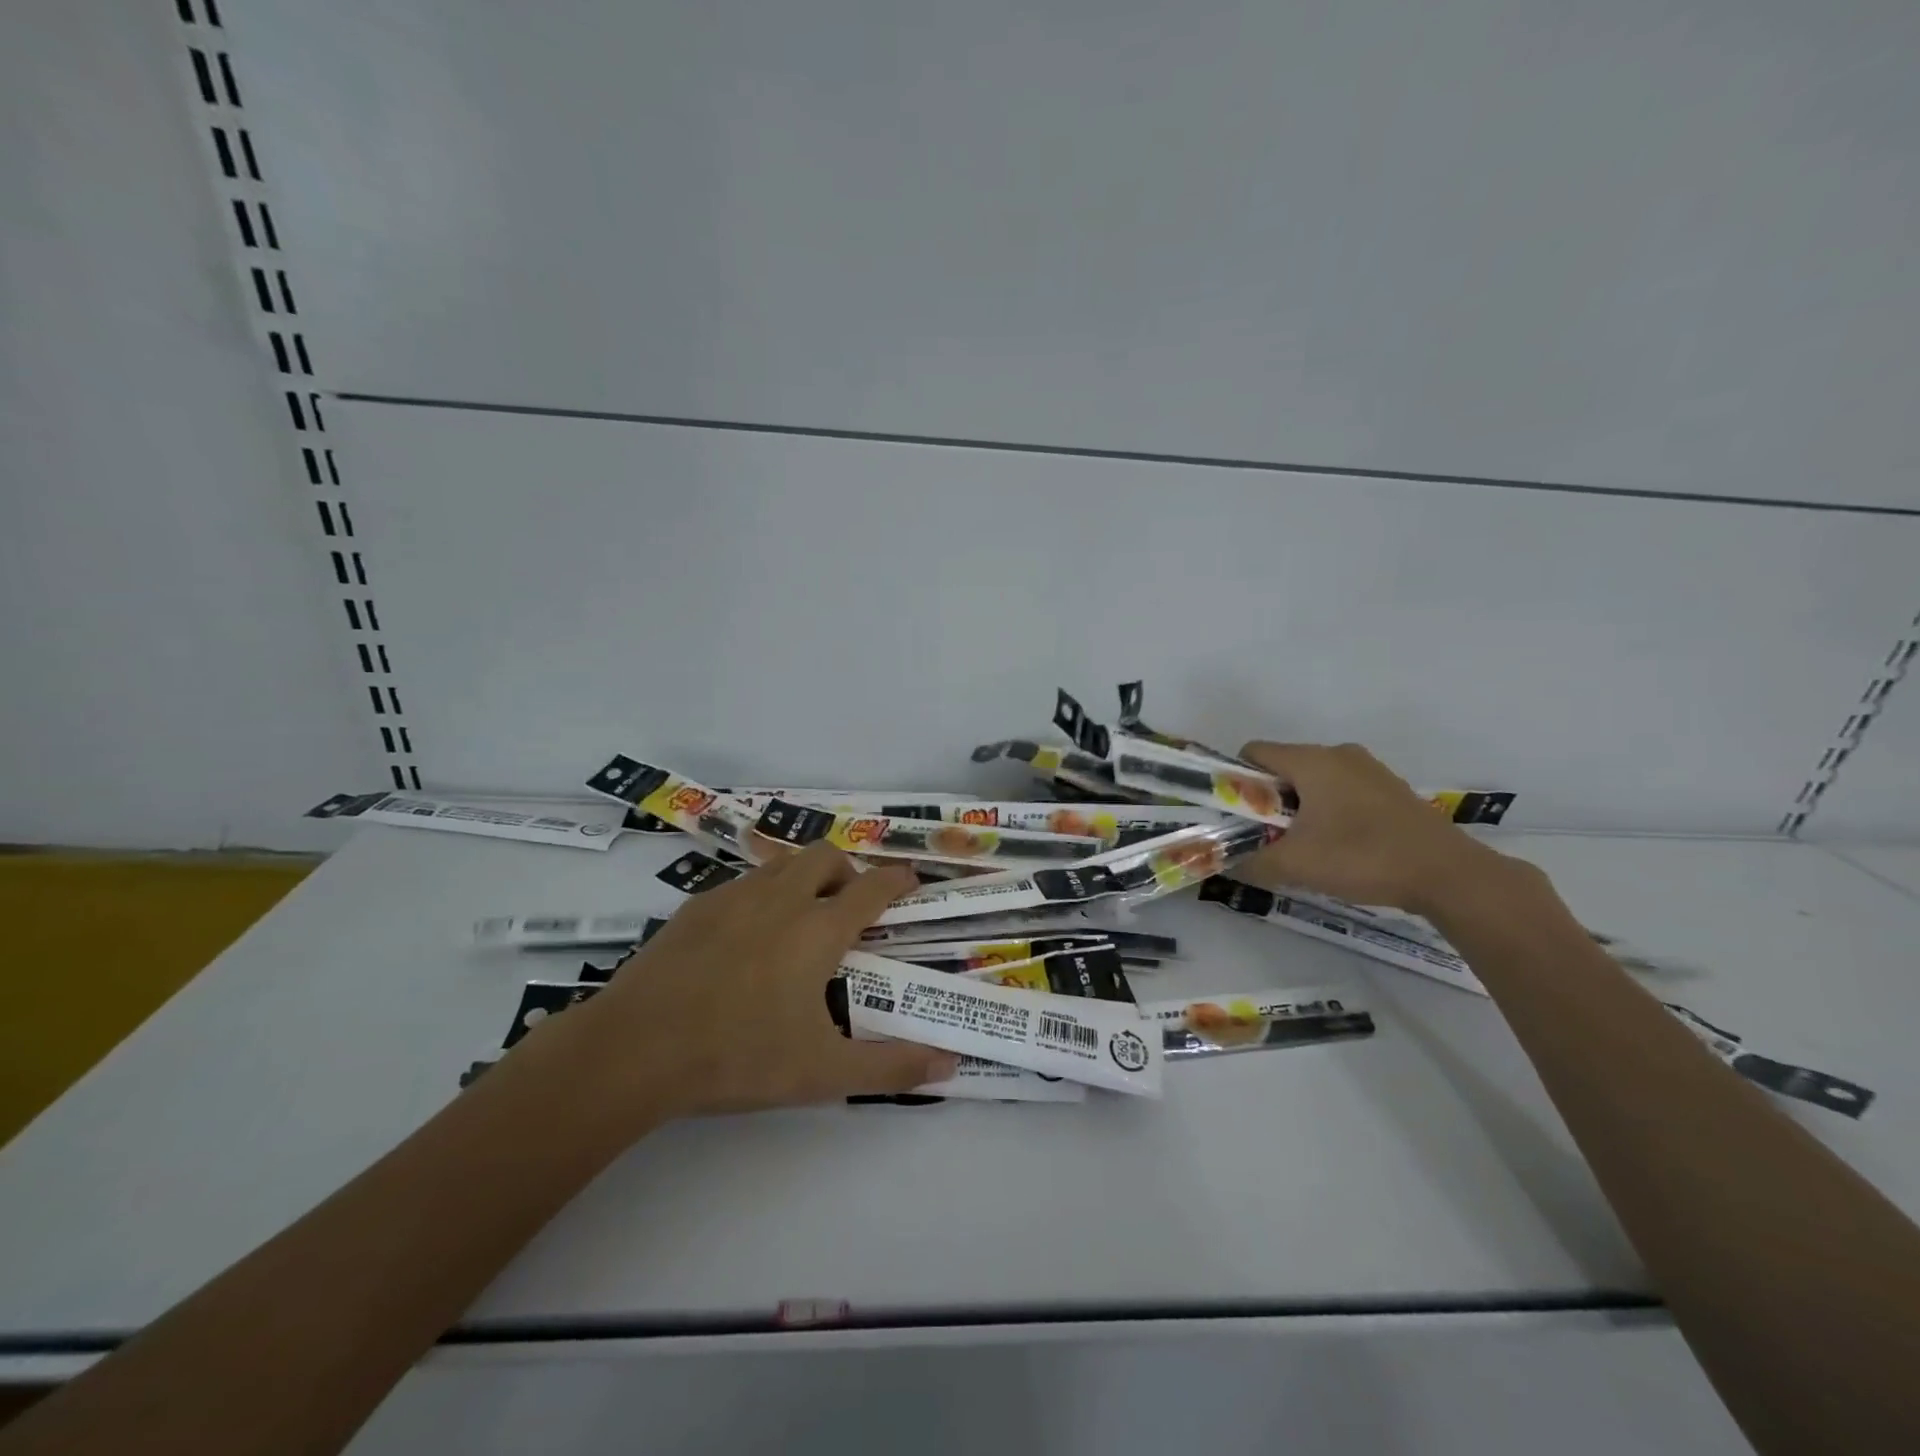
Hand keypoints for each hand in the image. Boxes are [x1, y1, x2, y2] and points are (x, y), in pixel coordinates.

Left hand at [525, 844, 956, 1130]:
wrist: (635, 1049)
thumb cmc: (739, 1056)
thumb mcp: (823, 1072)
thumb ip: (890, 1067)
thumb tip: (949, 1065)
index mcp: (818, 929)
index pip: (872, 888)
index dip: (898, 879)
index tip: (911, 880)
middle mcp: (781, 898)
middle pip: (826, 856)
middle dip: (848, 871)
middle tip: (848, 907)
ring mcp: (734, 897)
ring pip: (782, 863)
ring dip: (804, 876)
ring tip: (800, 916)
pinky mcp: (695, 907)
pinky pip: (742, 883)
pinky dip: (761, 894)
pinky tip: (745, 936)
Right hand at [1235, 741, 1511, 914]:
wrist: (1449, 874)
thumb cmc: (1363, 857)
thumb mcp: (1296, 865)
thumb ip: (1251, 862)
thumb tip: (1224, 863)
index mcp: (1311, 760)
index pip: (1253, 752)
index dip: (1235, 780)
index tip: (1237, 815)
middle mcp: (1339, 754)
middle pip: (1283, 767)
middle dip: (1267, 799)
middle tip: (1265, 836)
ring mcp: (1369, 769)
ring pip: (1314, 780)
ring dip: (1298, 807)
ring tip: (1301, 845)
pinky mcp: (1390, 789)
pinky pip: (1341, 790)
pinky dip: (1328, 810)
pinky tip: (1337, 845)